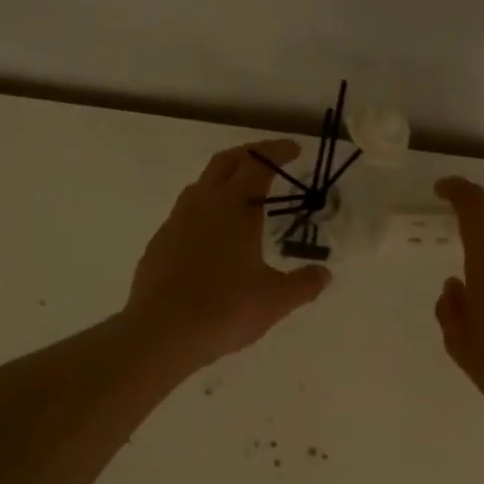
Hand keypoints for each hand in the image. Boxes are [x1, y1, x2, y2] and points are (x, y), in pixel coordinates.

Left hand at [125, 140, 331, 372]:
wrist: (162, 332)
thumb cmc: (226, 309)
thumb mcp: (276, 299)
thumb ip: (304, 284)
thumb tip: (324, 274)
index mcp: (234, 207)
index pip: (258, 165)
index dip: (277, 153)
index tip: (294, 150)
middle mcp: (202, 204)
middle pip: (225, 163)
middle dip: (249, 156)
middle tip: (269, 164)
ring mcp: (175, 223)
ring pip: (201, 187)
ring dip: (223, 182)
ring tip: (242, 200)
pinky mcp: (159, 244)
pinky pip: (185, 215)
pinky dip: (204, 213)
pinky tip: (212, 239)